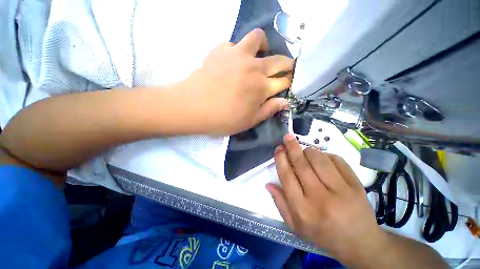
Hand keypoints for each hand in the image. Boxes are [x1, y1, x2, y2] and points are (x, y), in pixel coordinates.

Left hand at [179, 28, 293, 135]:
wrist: (193, 107)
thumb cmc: (223, 119)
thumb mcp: (249, 121)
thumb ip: (269, 110)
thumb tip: (285, 102)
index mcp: (262, 88)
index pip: (284, 81)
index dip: (288, 82)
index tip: (288, 84)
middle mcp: (254, 67)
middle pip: (279, 60)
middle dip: (287, 64)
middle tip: (283, 70)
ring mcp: (237, 55)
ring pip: (258, 38)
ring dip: (263, 47)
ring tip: (258, 57)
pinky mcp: (221, 50)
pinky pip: (234, 44)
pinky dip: (237, 51)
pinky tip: (232, 62)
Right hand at [266, 134, 386, 262]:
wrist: (359, 243)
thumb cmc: (323, 234)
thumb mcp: (296, 226)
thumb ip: (280, 203)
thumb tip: (268, 183)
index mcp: (303, 209)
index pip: (287, 177)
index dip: (281, 159)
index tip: (278, 149)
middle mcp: (320, 199)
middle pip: (302, 165)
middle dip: (292, 148)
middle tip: (288, 137)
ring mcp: (341, 191)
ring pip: (319, 160)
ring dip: (309, 151)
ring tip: (305, 151)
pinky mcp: (356, 185)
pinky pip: (337, 161)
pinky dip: (327, 155)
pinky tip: (322, 158)